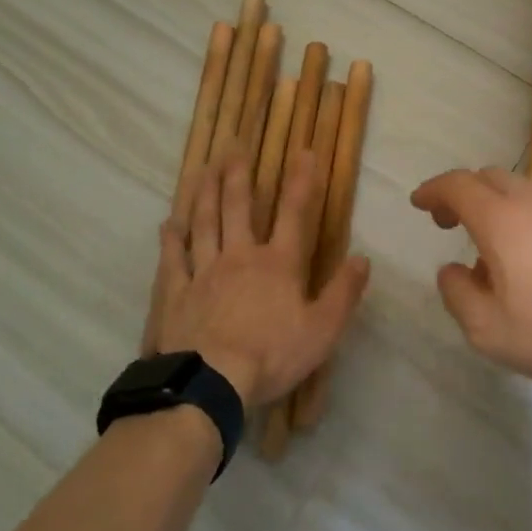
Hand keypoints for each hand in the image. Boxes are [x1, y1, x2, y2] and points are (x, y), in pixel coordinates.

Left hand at [145, 151, 368, 406]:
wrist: (210, 384)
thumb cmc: (271, 355)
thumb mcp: (323, 330)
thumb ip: (344, 292)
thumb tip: (363, 258)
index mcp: (278, 263)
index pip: (294, 214)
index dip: (301, 182)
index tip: (304, 152)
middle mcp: (240, 256)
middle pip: (238, 208)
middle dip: (238, 175)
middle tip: (233, 146)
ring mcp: (204, 272)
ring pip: (203, 223)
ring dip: (204, 194)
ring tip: (202, 169)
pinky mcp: (176, 293)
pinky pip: (173, 259)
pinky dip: (171, 238)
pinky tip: (168, 222)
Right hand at [410, 167, 531, 384]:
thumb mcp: (490, 330)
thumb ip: (458, 295)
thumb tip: (452, 270)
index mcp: (500, 218)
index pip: (457, 184)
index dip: (433, 190)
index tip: (419, 203)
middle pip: (488, 178)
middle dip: (462, 194)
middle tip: (449, 222)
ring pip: (519, 188)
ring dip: (496, 206)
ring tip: (492, 249)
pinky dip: (524, 216)